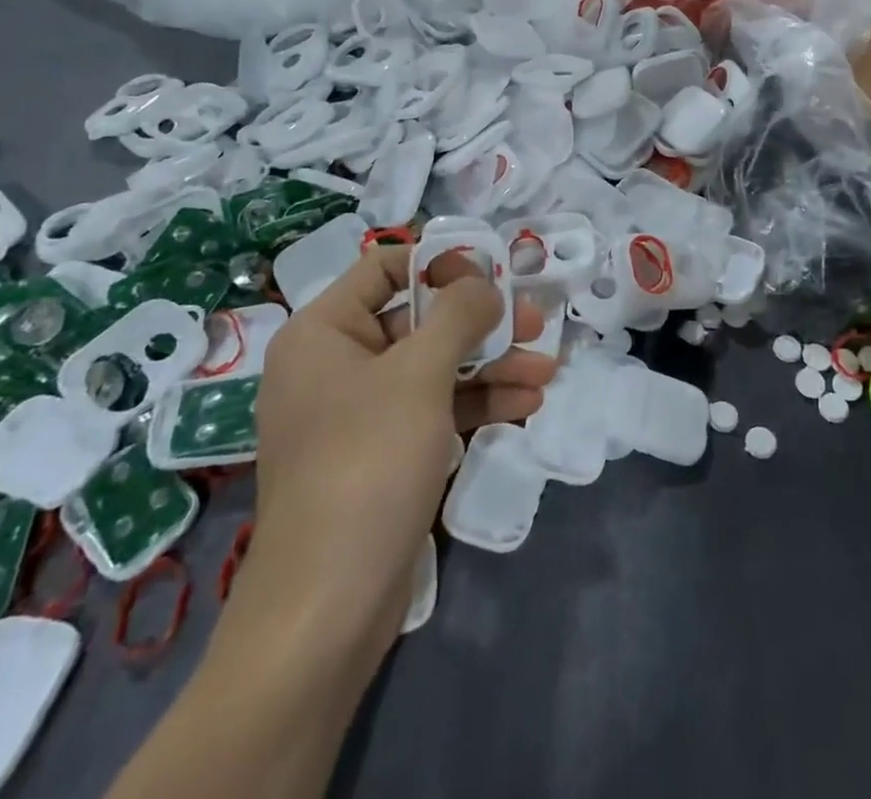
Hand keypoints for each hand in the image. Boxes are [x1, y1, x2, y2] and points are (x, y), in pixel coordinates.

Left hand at [248, 245, 556, 621]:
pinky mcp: (383, 455)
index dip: (440, 263)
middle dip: (481, 322)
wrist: (328, 608)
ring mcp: (359, 414)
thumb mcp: (420, 375)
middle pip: (418, 321)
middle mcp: (336, 365)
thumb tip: (484, 281)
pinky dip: (477, 403)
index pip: (384, 268)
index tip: (492, 271)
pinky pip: (434, 410)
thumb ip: (459, 314)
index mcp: (323, 332)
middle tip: (534, 321)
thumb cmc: (367, 464)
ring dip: (491, 365)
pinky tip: (527, 402)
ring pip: (434, 368)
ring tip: (547, 367)